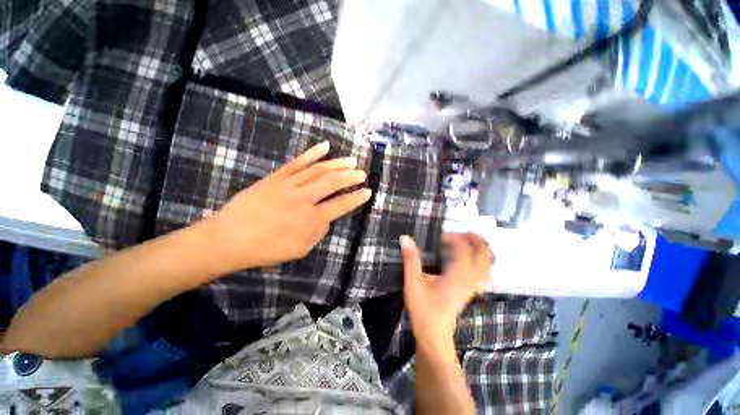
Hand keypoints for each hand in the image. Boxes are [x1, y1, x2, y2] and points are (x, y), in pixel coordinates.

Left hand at [205, 141, 370, 271]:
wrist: (230, 238)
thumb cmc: (267, 249)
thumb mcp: (300, 249)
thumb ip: (319, 232)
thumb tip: (326, 217)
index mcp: (311, 219)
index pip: (341, 205)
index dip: (357, 198)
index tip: (368, 192)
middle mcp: (304, 198)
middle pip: (333, 183)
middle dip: (351, 177)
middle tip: (362, 173)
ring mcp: (290, 185)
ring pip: (319, 170)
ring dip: (337, 164)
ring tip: (351, 160)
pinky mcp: (277, 177)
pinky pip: (297, 162)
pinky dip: (312, 153)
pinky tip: (325, 146)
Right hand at [400, 233, 493, 352]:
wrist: (434, 336)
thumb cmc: (423, 309)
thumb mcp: (413, 283)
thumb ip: (410, 260)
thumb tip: (405, 238)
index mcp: (457, 276)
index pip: (464, 248)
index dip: (454, 238)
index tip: (439, 238)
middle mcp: (470, 279)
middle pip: (485, 254)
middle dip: (476, 239)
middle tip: (461, 232)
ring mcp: (473, 286)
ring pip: (487, 263)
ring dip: (480, 248)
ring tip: (466, 240)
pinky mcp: (471, 290)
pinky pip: (483, 270)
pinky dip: (479, 258)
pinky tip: (466, 257)